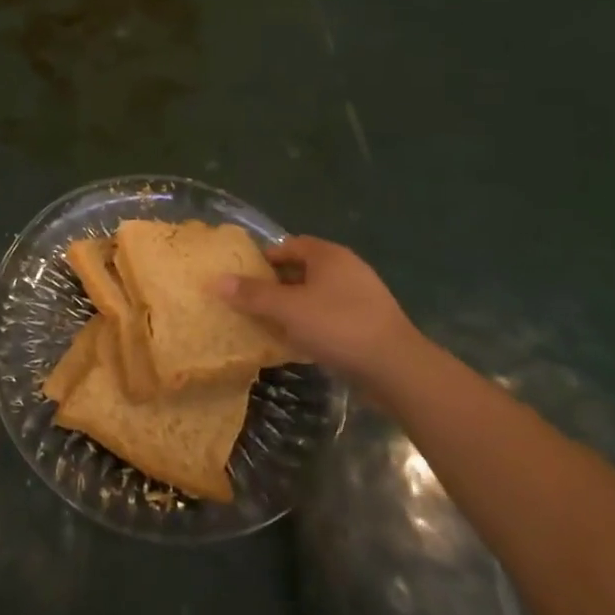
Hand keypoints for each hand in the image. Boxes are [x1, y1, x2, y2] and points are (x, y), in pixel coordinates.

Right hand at [214, 236, 422, 387]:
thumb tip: (216, 280)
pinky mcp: (371, 324)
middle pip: (303, 270)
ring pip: (318, 295)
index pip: (289, 245)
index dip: (265, 259)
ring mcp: (363, 297)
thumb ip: (252, 294)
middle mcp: (347, 269)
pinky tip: (301, 343)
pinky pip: (333, 317)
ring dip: (296, 307)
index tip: (245, 277)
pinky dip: (315, 325)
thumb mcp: (287, 309)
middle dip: (278, 285)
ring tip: (272, 325)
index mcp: (328, 255)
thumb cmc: (338, 326)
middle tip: (253, 302)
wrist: (398, 369)